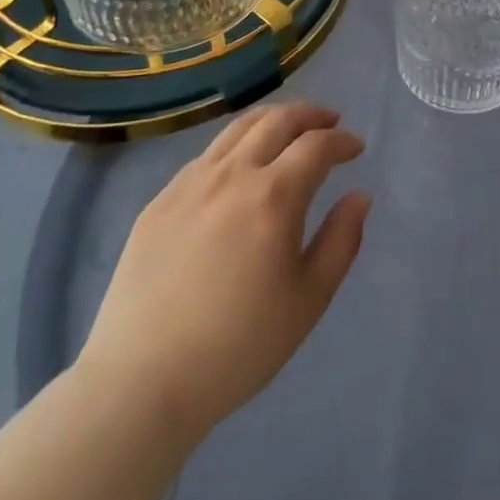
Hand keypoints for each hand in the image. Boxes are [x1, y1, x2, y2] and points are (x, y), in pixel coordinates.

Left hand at [76, 103, 371, 438]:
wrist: (140, 384)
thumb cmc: (238, 348)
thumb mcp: (308, 301)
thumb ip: (341, 240)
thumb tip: (359, 196)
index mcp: (274, 197)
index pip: (317, 145)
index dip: (342, 140)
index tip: (356, 148)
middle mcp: (233, 175)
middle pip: (277, 121)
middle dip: (310, 115)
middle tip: (329, 121)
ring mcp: (190, 184)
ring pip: (238, 128)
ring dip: (272, 119)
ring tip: (288, 128)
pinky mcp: (159, 201)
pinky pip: (206, 155)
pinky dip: (235, 145)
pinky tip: (239, 166)